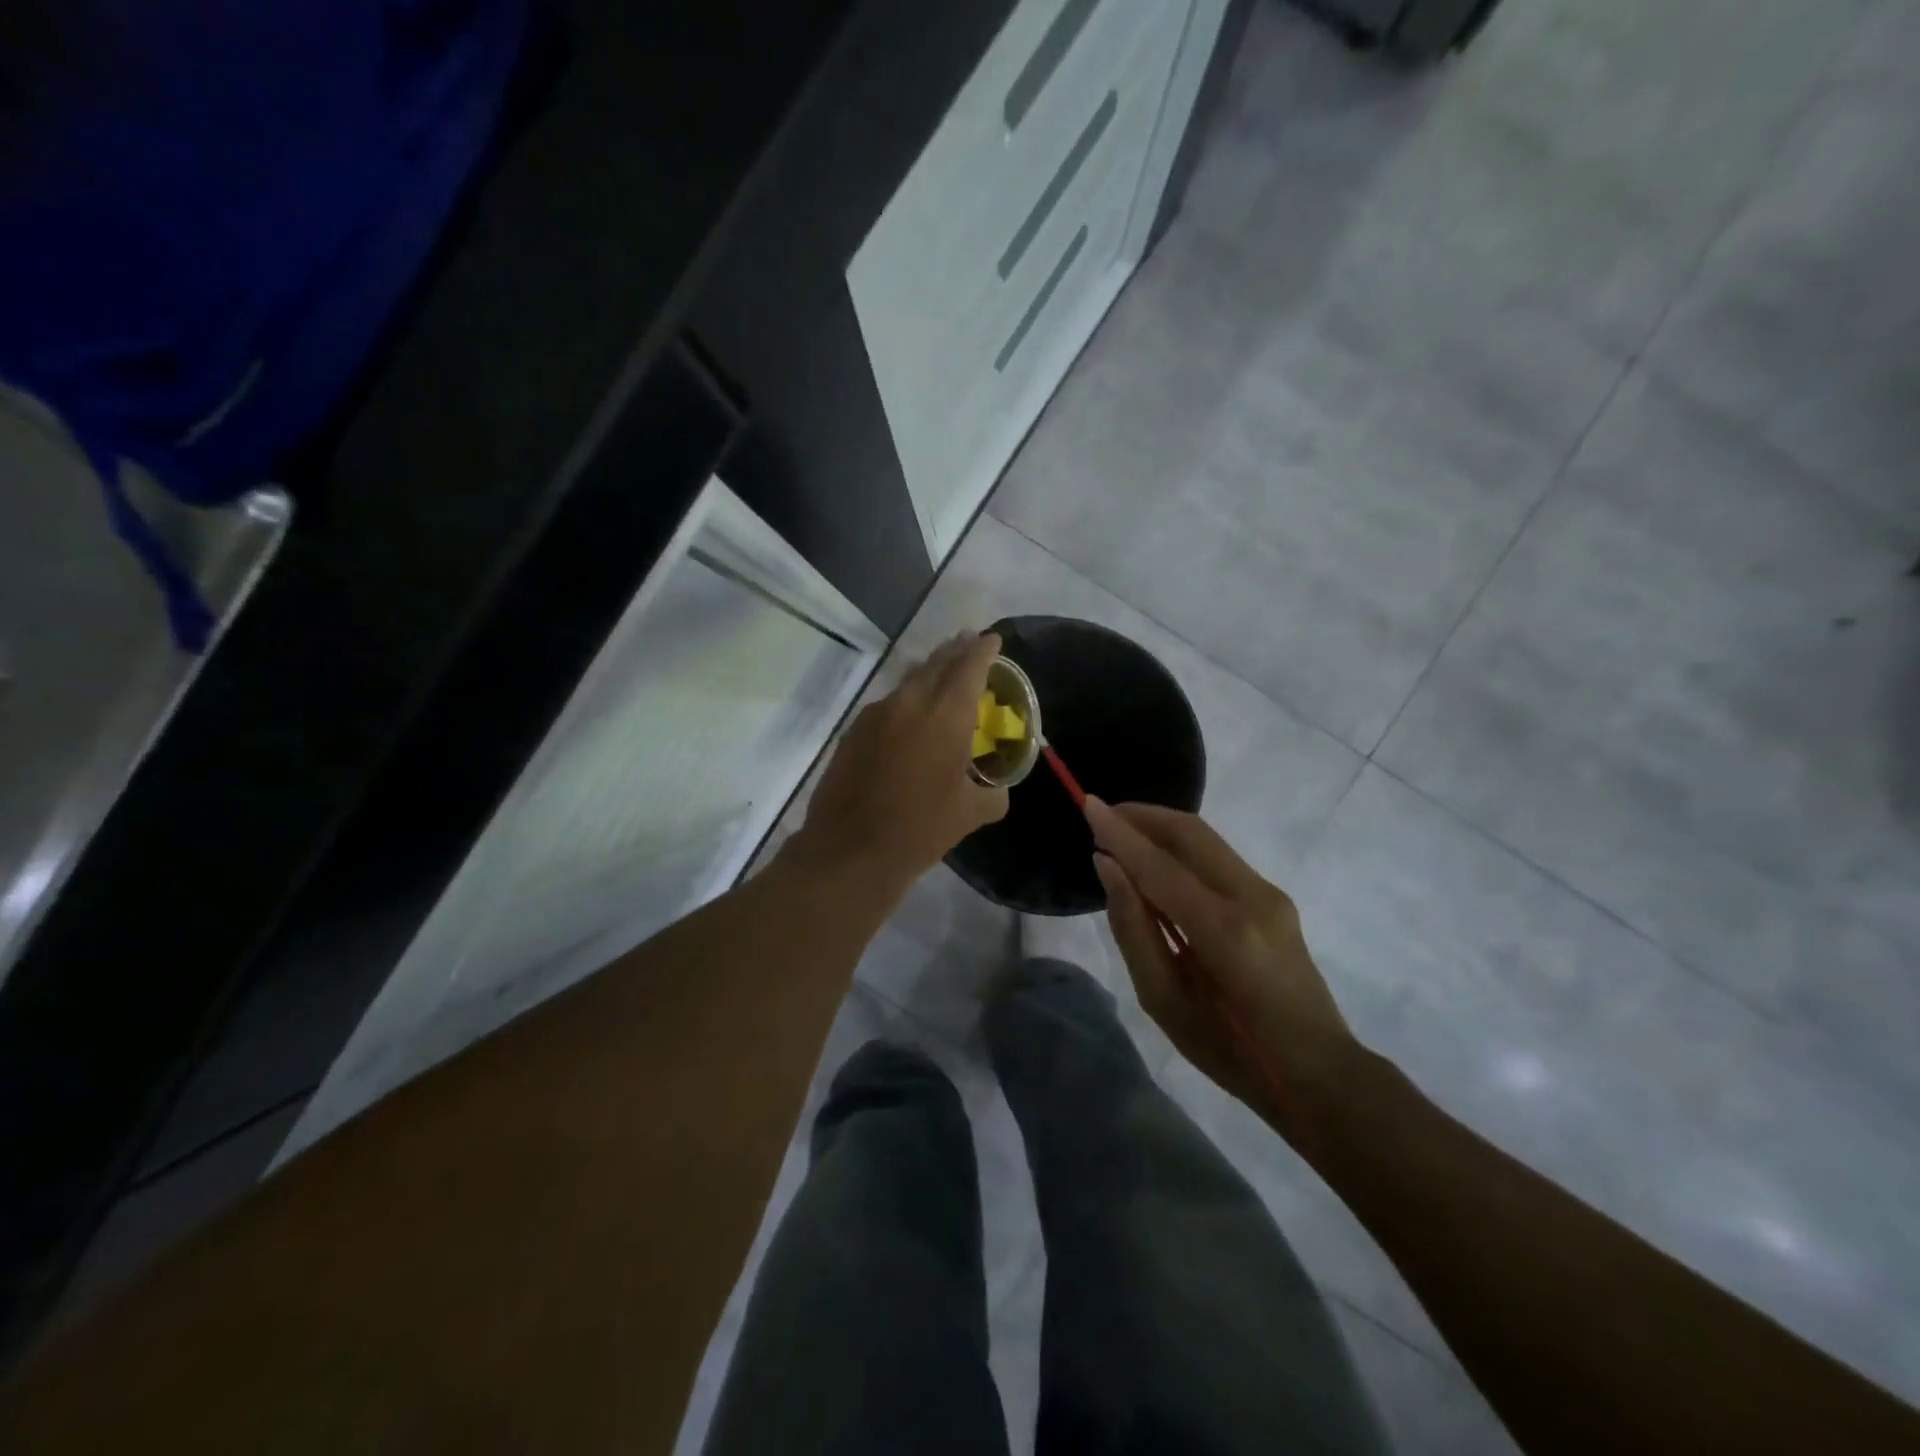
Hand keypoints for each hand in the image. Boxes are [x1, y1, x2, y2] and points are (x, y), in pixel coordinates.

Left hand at [789, 632, 1009, 889]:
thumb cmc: (920, 829)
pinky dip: (905, 699)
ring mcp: (876, 714)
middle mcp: (910, 703)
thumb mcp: (970, 814)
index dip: (983, 650)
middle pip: (936, 664)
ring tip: (941, 671)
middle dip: (955, 651)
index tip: (992, 638)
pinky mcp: (854, 731)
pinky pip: (887, 703)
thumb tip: (999, 790)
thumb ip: (993, 795)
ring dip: (928, 672)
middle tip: (969, 642)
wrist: (850, 849)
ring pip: (908, 680)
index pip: (969, 667)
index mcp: (946, 715)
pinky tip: (909, 715)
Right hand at [1086, 799, 1361, 1146]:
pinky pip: (1217, 858)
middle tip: (1101, 814)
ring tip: (1121, 834)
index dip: (1120, 833)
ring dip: (1161, 828)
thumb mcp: (1165, 1002)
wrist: (1318, 1071)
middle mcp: (1253, 897)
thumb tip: (1108, 866)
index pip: (1160, 866)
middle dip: (1142, 816)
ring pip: (1206, 840)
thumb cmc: (1231, 1052)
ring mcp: (1270, 894)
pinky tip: (1157, 864)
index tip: (1086, 804)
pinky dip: (1181, 849)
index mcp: (1225, 932)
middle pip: (1190, 833)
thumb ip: (1133, 928)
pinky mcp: (1274, 898)